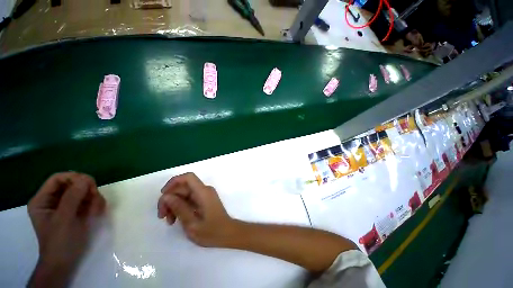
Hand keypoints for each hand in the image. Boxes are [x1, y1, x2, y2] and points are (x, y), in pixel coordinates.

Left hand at [28, 172, 105, 286]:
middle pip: (73, 184)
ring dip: (94, 199)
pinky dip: (96, 205)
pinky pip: (89, 200)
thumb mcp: (64, 219)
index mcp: (43, 199)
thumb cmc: (61, 241)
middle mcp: (54, 200)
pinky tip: (97, 213)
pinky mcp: (77, 211)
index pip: (58, 178)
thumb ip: (72, 197)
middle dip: (87, 190)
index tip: (90, 184)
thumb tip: (85, 178)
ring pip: (84, 192)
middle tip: (95, 199)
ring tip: (97, 211)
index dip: (74, 178)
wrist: (66, 262)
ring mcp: (66, 206)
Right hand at [157, 173, 236, 246]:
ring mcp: (205, 195)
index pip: (188, 177)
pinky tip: (175, 219)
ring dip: (174, 204)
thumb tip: (167, 196)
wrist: (227, 234)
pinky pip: (189, 199)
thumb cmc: (211, 231)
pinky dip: (180, 206)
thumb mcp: (192, 223)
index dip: (174, 182)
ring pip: (184, 193)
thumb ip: (179, 208)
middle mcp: (204, 190)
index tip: (163, 194)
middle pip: (183, 187)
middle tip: (162, 216)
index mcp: (203, 192)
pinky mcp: (204, 200)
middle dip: (170, 198)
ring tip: (169, 221)